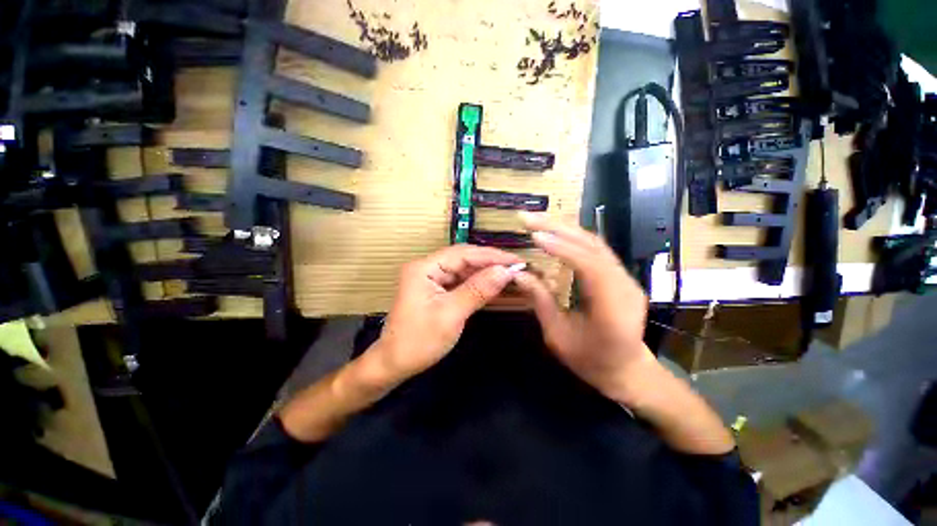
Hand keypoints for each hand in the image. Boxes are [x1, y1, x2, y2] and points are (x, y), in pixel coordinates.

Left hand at [367, 245, 522, 383]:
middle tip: (517, 267)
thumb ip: (478, 290)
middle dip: (490, 262)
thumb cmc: (419, 341)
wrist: (395, 364)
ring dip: (485, 272)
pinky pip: (460, 281)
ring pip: (463, 269)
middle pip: (463, 258)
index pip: (463, 253)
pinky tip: (493, 284)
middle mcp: (427, 267)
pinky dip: (477, 283)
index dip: (491, 256)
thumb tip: (505, 271)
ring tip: (510, 274)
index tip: (516, 260)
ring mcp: (431, 278)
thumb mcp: (451, 314)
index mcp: (424, 267)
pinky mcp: (436, 289)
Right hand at [513, 213, 655, 403]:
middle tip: (529, 218)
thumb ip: (540, 301)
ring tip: (538, 221)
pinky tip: (555, 233)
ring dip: (565, 228)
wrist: (627, 370)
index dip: (561, 248)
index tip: (534, 236)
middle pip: (593, 246)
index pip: (589, 266)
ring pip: (596, 243)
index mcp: (612, 309)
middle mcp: (625, 287)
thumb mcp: (557, 336)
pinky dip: (573, 238)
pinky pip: (596, 250)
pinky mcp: (620, 275)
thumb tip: (518, 273)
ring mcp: (626, 278)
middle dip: (558, 228)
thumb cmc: (590, 360)